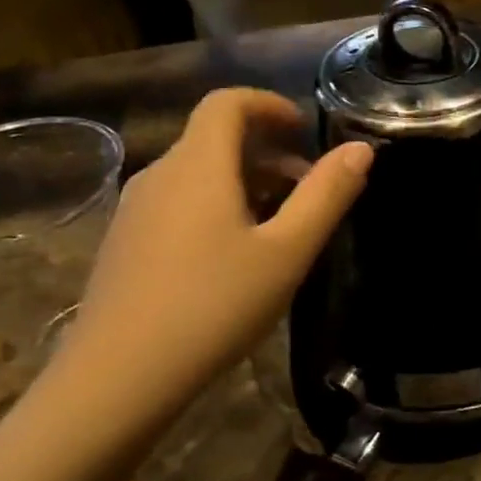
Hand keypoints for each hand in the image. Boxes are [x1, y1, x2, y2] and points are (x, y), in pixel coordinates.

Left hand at [42, 88, 372, 446]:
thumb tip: (361, 149)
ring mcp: (134, 211)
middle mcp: (159, 175)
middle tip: (307, 186)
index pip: (227, 103)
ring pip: (196, 173)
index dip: (269, 104)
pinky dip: (214, 205)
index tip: (304, 129)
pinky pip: (177, 203)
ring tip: (279, 224)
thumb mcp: (286, 252)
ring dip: (242, 180)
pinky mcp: (124, 244)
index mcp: (197, 165)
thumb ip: (326, 196)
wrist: (119, 376)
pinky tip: (233, 256)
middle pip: (213, 138)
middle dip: (266, 150)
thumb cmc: (214, 306)